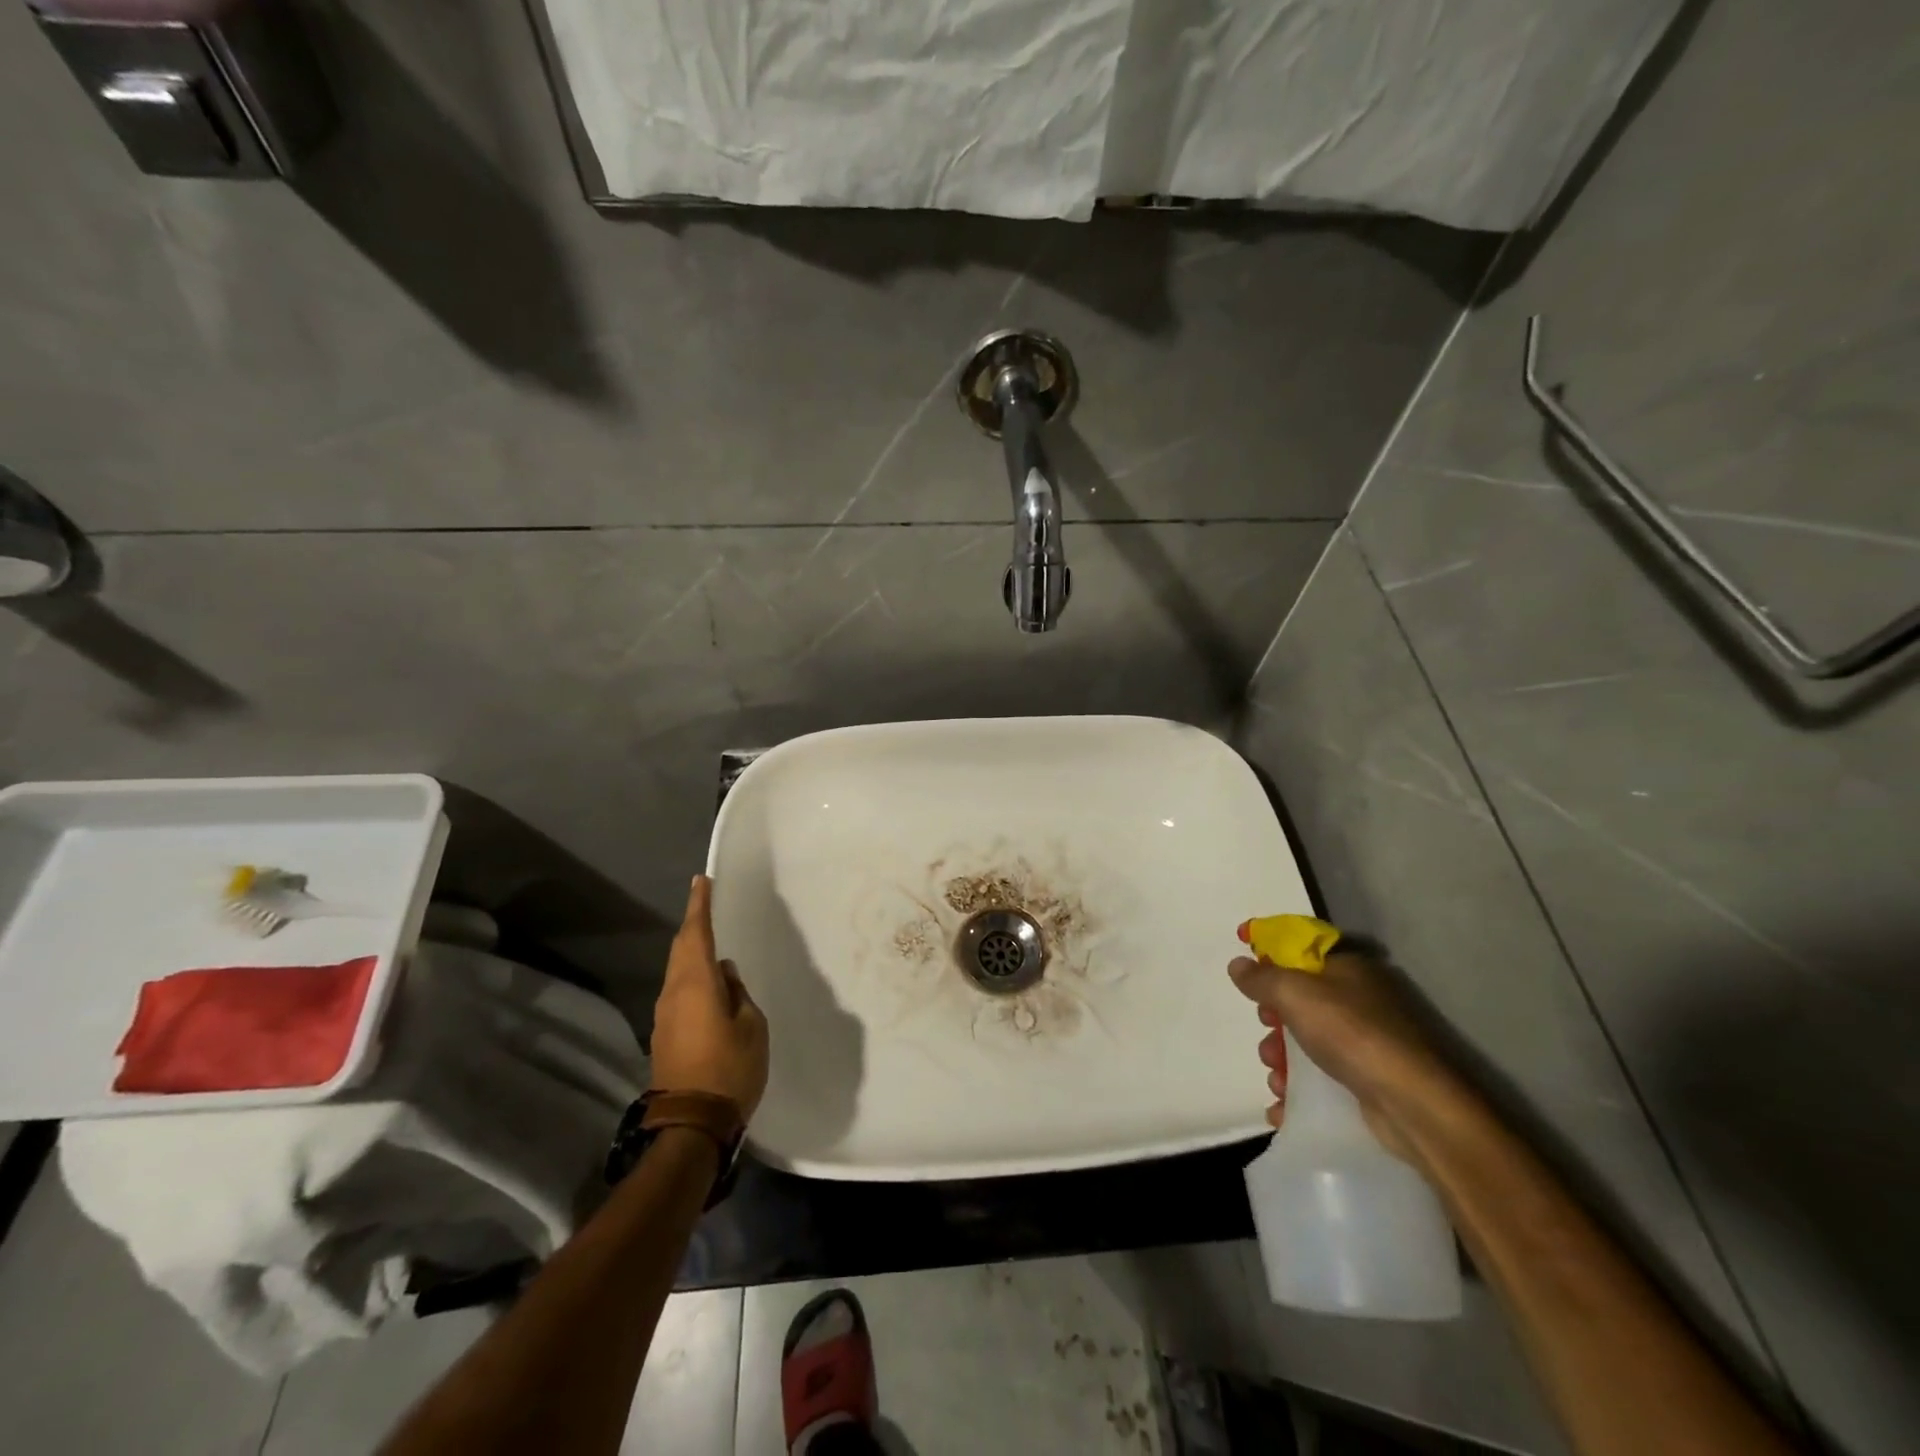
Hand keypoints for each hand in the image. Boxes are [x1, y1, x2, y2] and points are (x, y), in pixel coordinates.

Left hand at [649, 876, 768, 1118]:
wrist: (691, 1124)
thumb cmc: (730, 1068)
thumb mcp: (751, 1026)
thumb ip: (738, 994)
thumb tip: (725, 975)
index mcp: (696, 983)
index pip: (696, 933)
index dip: (700, 905)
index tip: (702, 881)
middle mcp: (673, 992)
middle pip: (680, 949)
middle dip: (693, 925)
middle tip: (706, 905)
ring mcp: (664, 1016)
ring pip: (677, 971)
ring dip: (691, 952)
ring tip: (711, 943)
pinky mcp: (664, 1035)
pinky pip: (678, 991)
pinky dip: (691, 977)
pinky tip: (708, 985)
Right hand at [1228, 946, 1455, 1161]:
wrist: (1412, 1103)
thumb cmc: (1350, 1032)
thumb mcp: (1294, 993)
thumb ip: (1261, 978)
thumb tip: (1238, 964)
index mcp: (1347, 966)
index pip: (1300, 945)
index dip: (1269, 948)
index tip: (1243, 955)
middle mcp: (1359, 997)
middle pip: (1300, 997)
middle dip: (1274, 1017)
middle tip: (1266, 1030)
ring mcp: (1367, 1039)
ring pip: (1308, 1039)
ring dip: (1282, 1058)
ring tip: (1276, 1078)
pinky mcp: (1369, 1078)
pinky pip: (1322, 1076)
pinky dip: (1299, 1089)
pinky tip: (1283, 1105)